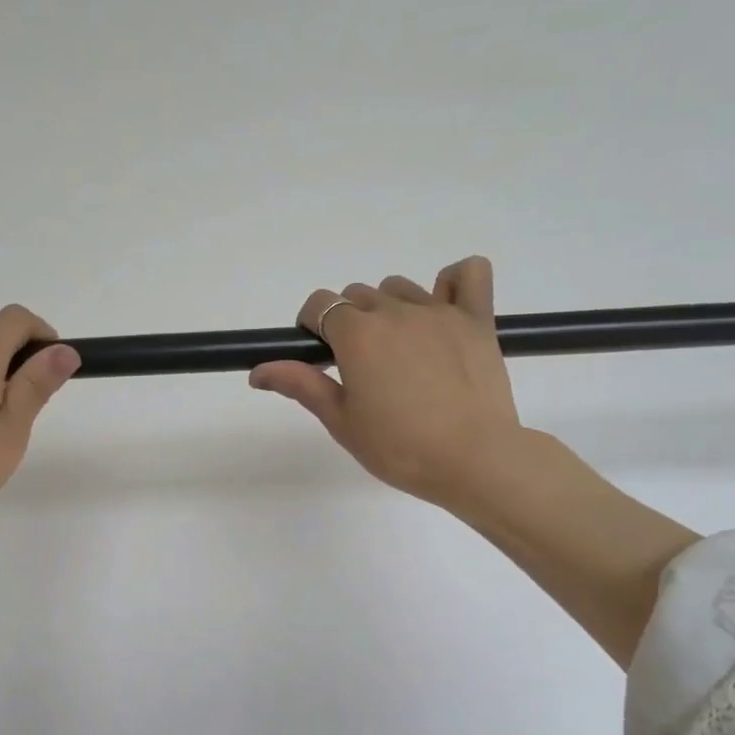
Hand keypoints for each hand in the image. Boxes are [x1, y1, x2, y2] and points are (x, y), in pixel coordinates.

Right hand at [251, 258, 698, 667]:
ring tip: (401, 352)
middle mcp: (394, 310)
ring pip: (400, 288)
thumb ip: (301, 384)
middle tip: (362, 368)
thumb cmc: (400, 448)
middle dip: (350, 322)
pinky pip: (468, 273)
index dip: (312, 326)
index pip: (320, 304)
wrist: (474, 461)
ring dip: (391, 309)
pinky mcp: (477, 318)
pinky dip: (453, 283)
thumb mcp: (342, 421)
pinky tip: (444, 311)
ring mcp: (439, 310)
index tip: (320, 356)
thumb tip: (257, 370)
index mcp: (357, 334)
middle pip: (358, 295)